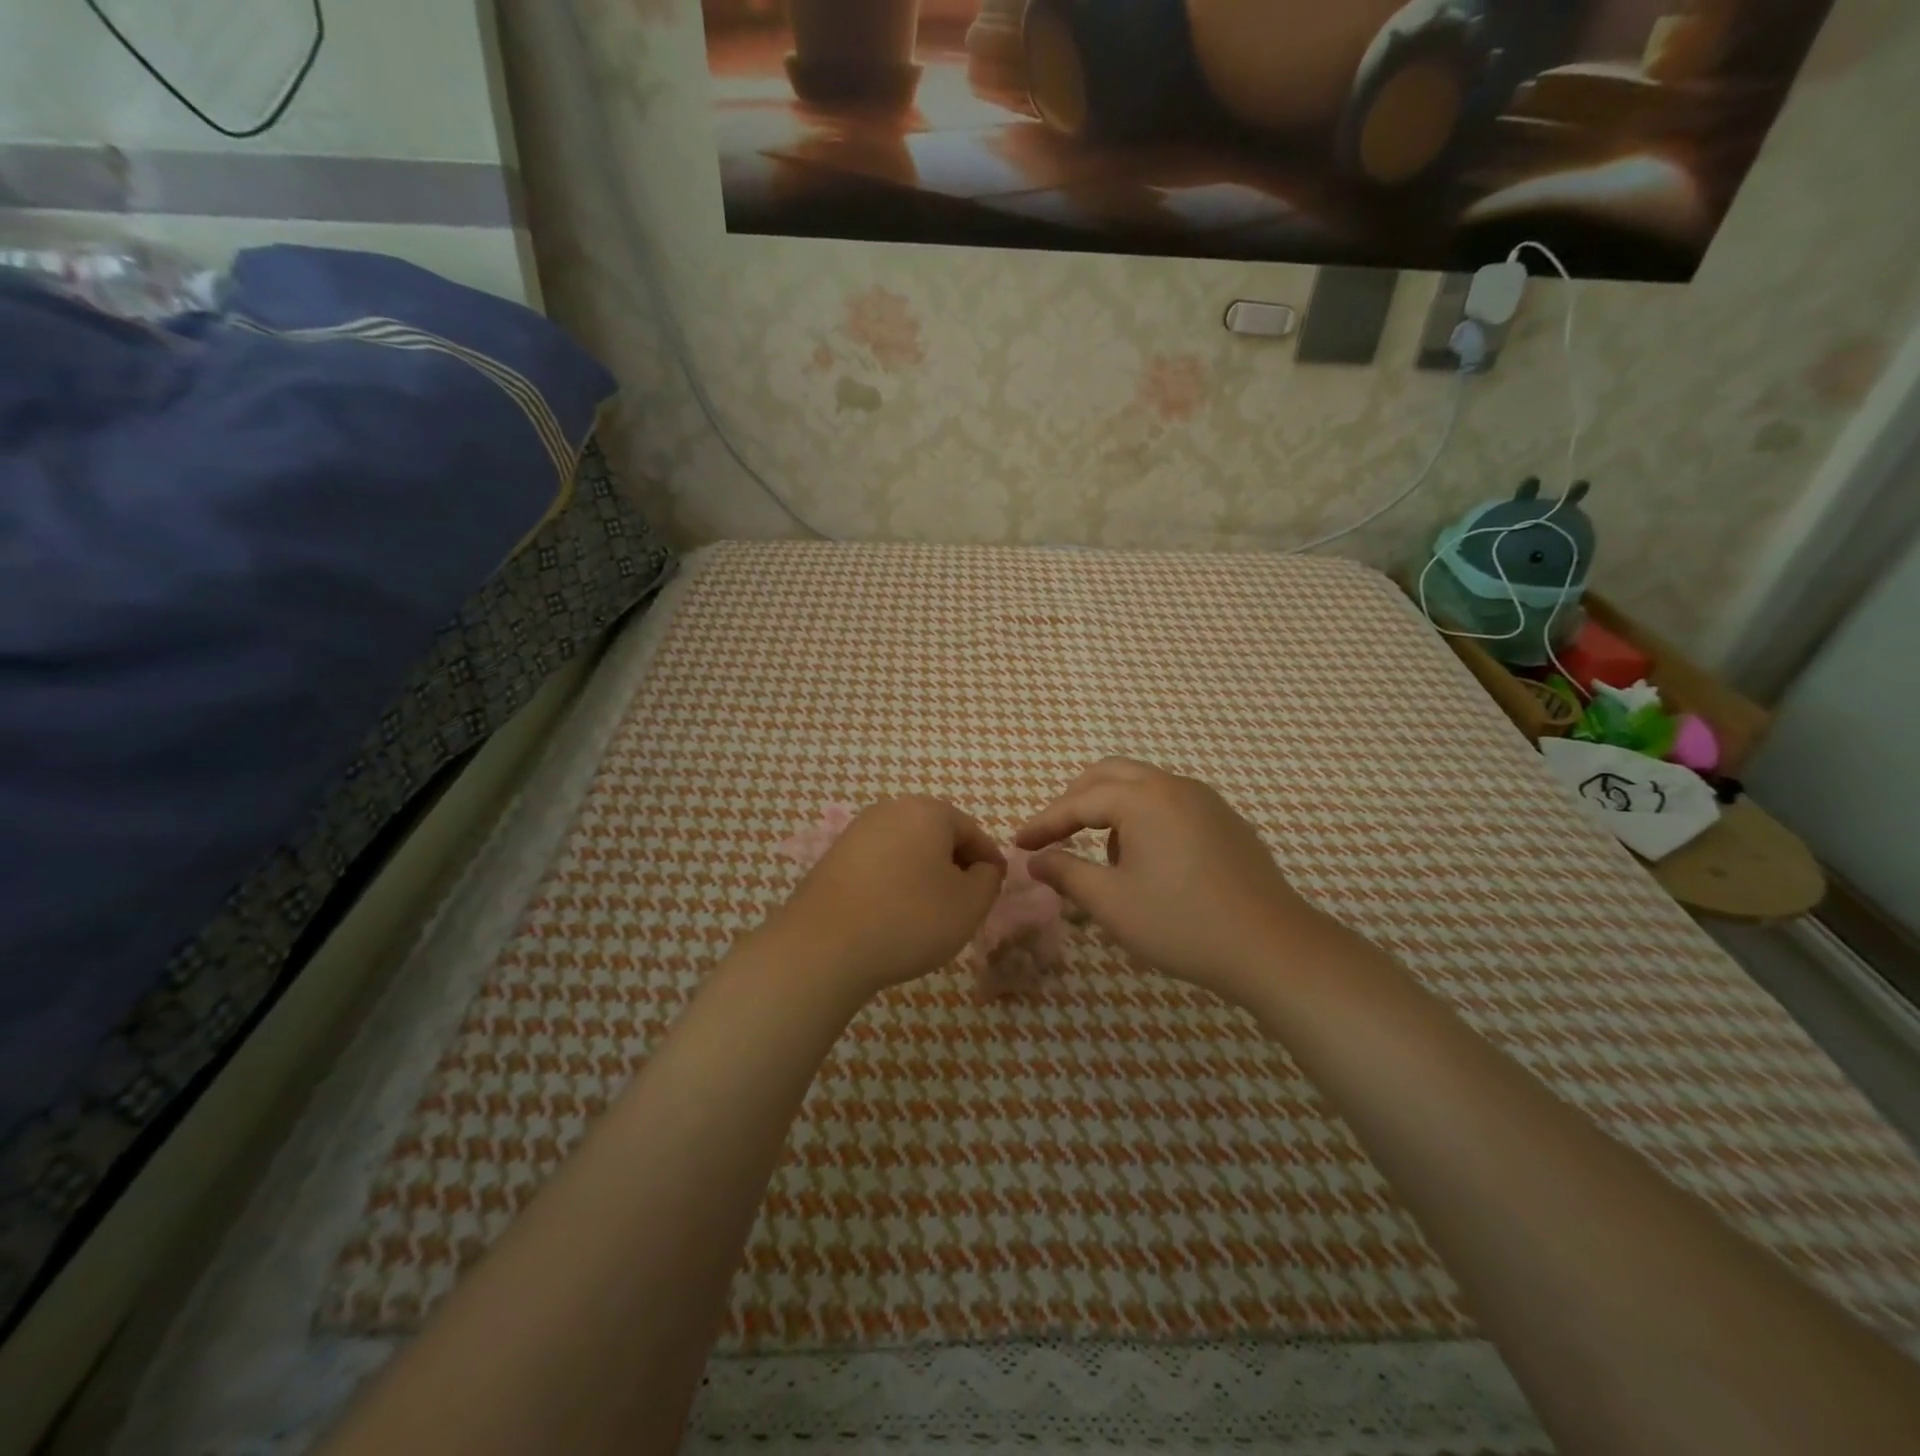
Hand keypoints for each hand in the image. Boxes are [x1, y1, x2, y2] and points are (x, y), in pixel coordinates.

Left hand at [769, 796, 1005, 998]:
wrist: (824, 946)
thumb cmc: (910, 919)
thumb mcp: (969, 904)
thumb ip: (988, 879)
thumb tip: (982, 868)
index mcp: (928, 811)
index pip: (973, 833)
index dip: (989, 863)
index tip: (994, 892)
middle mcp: (891, 809)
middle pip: (938, 836)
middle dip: (955, 867)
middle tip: (964, 904)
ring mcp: (858, 831)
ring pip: (908, 849)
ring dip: (924, 875)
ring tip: (928, 914)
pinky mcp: (834, 856)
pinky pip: (880, 864)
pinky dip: (894, 883)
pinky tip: (893, 914)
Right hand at [1016, 759, 1330, 1005]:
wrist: (1272, 947)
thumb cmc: (1182, 923)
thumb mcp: (1112, 903)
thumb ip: (1067, 874)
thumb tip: (1036, 860)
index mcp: (1143, 799)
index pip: (1079, 801)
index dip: (1045, 822)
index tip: (1019, 843)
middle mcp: (1174, 786)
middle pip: (1110, 775)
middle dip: (1076, 801)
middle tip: (1054, 834)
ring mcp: (1206, 801)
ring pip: (1143, 786)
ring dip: (1111, 808)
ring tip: (1102, 857)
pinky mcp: (1226, 821)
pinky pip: (1170, 803)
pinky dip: (1143, 818)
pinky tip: (1147, 861)